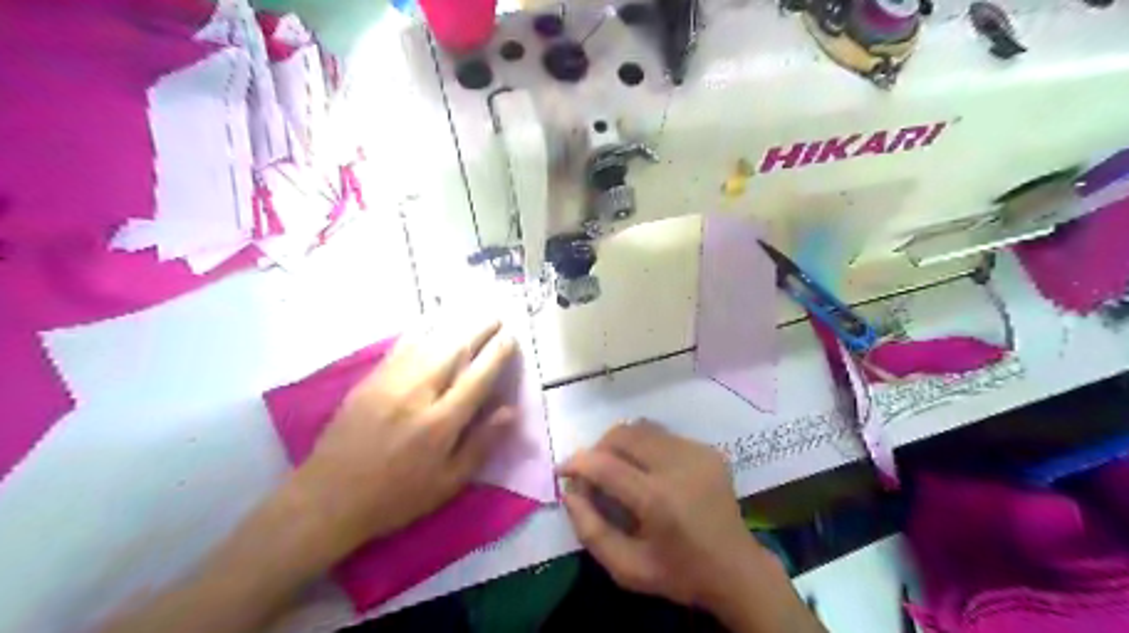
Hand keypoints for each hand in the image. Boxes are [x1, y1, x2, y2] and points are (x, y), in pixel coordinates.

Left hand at [289, 320, 519, 561]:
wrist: (328, 498)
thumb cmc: (396, 496)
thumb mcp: (448, 483)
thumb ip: (481, 444)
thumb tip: (510, 410)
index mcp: (440, 423)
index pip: (477, 377)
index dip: (498, 354)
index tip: (511, 337)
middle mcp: (417, 394)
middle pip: (454, 349)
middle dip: (479, 329)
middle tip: (497, 317)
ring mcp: (390, 382)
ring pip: (429, 340)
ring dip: (455, 324)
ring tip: (473, 314)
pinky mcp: (370, 379)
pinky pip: (402, 345)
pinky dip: (422, 328)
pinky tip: (432, 320)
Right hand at [563, 421, 822, 632]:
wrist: (736, 569)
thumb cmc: (679, 573)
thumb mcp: (627, 567)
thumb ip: (590, 530)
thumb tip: (569, 491)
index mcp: (658, 500)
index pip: (605, 465)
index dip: (577, 462)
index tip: (562, 470)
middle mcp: (678, 466)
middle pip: (623, 435)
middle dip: (598, 448)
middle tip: (591, 470)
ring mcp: (697, 453)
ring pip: (642, 428)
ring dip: (620, 443)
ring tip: (616, 467)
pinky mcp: (708, 449)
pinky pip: (663, 435)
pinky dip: (644, 446)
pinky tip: (647, 470)